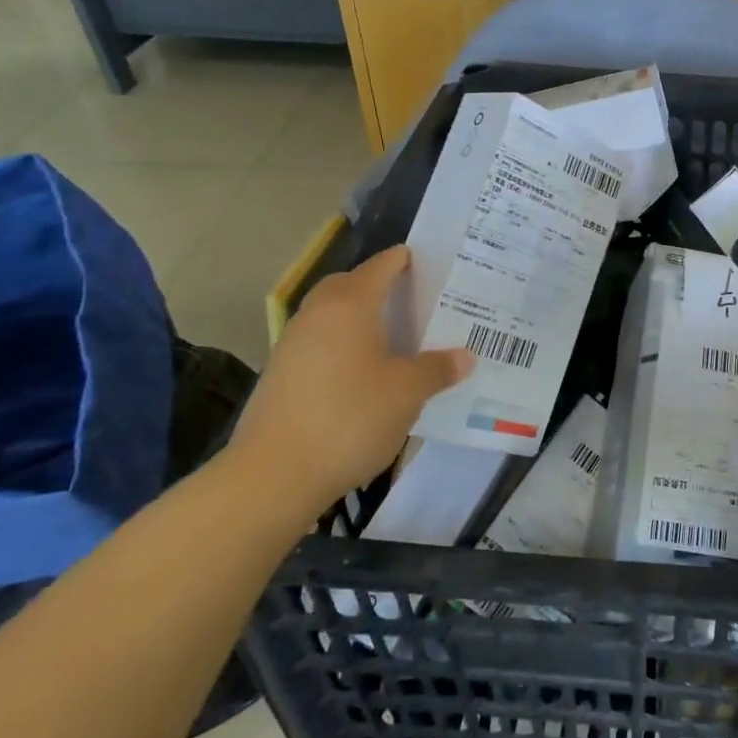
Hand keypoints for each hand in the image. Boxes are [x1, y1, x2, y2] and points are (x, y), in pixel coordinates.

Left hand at [227, 245, 473, 524]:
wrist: (272, 476)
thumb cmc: (349, 418)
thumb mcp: (407, 393)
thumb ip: (437, 369)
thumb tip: (465, 357)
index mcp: (350, 305)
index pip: (382, 266)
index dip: (409, 261)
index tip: (436, 265)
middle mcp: (317, 314)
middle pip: (351, 285)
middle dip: (382, 287)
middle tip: (417, 301)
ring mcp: (293, 344)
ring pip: (333, 316)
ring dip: (362, 318)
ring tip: (397, 338)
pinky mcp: (282, 375)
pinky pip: (322, 343)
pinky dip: (345, 345)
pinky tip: (367, 373)